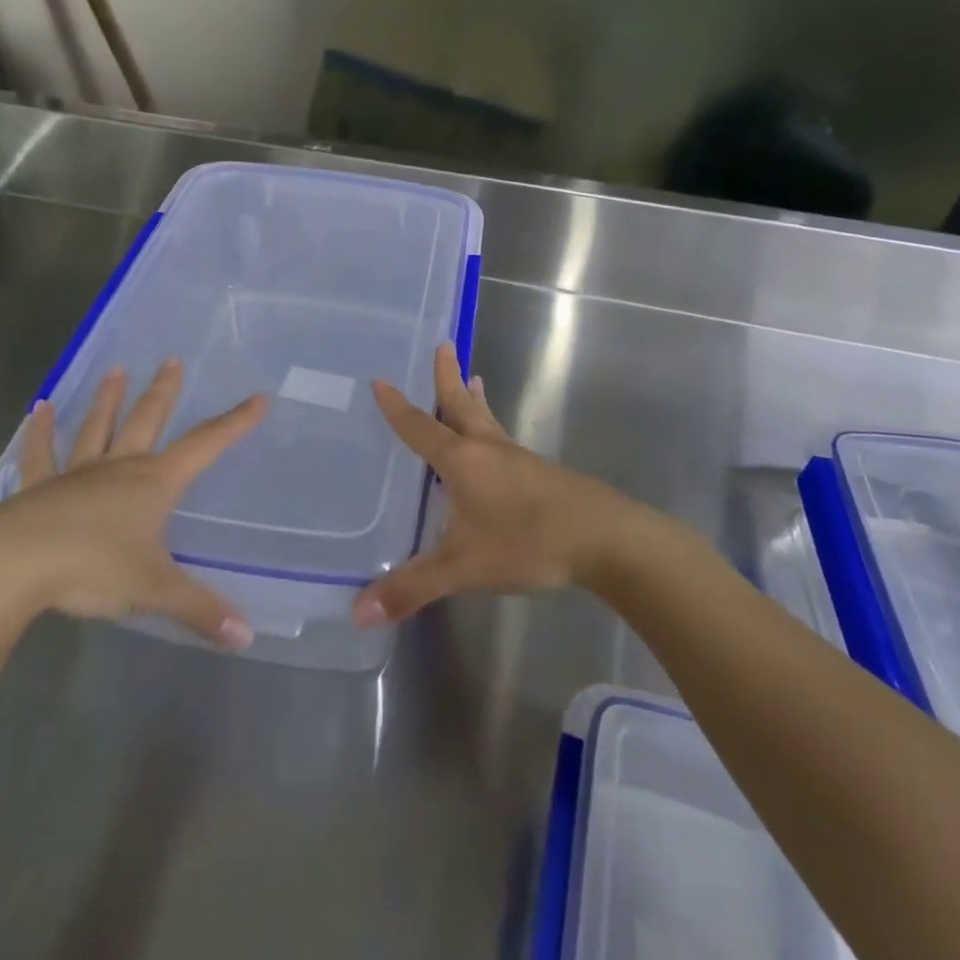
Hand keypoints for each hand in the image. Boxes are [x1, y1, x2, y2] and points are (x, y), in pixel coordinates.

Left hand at [0, 359, 265, 651]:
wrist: (11, 567)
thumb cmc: (92, 569)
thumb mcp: (153, 590)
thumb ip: (200, 611)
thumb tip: (247, 638)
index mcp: (154, 483)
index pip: (206, 445)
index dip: (235, 423)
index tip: (257, 397)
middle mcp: (119, 467)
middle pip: (147, 420)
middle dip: (163, 391)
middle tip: (171, 359)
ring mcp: (75, 474)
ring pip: (96, 427)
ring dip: (107, 398)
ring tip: (115, 369)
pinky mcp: (37, 488)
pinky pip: (40, 454)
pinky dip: (39, 432)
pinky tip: (37, 408)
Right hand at [352, 343, 638, 627]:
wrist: (603, 538)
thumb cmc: (526, 542)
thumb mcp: (462, 568)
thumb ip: (411, 589)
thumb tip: (357, 614)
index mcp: (461, 461)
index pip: (419, 428)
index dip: (397, 408)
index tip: (380, 381)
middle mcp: (487, 449)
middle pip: (461, 405)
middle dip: (447, 378)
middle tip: (443, 345)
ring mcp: (517, 459)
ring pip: (488, 419)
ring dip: (474, 398)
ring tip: (474, 377)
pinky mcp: (539, 473)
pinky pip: (504, 439)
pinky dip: (493, 426)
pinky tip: (498, 445)